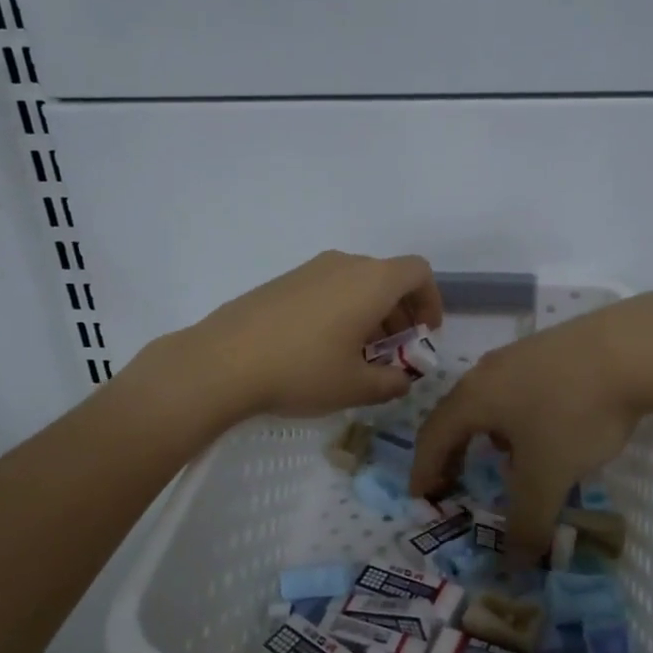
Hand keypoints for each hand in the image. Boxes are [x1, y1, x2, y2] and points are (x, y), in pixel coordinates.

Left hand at [167, 250, 444, 421]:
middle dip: (399, 314)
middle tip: (395, 354)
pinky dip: (341, 311)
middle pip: (387, 278)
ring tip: (359, 357)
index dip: (430, 301)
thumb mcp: (356, 387)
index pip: (418, 272)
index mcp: (371, 281)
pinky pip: (328, 289)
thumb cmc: (302, 370)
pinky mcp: (282, 282)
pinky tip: (323, 350)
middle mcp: (344, 265)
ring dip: (370, 315)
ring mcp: (309, 269)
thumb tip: (402, 380)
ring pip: (356, 284)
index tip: (424, 334)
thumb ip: (391, 383)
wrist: (222, 361)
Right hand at [410, 301, 649, 561]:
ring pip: (490, 400)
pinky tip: (549, 430)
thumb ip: (527, 521)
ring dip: (486, 434)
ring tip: (506, 460)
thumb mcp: (548, 475)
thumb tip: (513, 565)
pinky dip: (517, 417)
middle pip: (457, 415)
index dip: (424, 470)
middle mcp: (488, 371)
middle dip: (453, 452)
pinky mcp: (553, 348)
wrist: (634, 348)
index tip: (421, 497)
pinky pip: (519, 389)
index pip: (432, 436)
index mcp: (473, 398)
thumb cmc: (574, 412)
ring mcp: (521, 355)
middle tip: (453, 482)